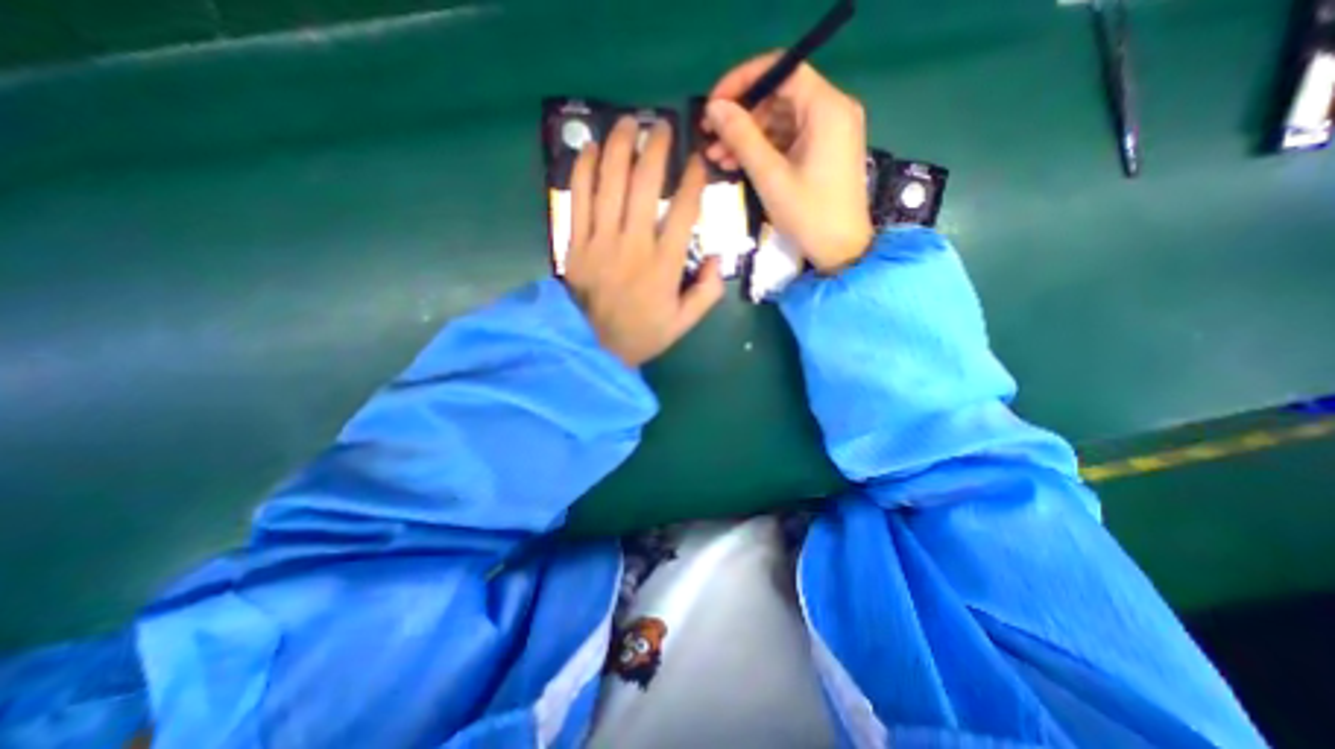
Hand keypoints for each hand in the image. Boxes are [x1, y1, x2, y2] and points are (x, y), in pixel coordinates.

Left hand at [566, 113, 725, 367]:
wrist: (594, 348)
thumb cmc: (643, 335)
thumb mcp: (684, 323)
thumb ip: (707, 292)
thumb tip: (718, 257)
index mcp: (664, 266)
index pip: (683, 212)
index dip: (692, 180)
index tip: (697, 160)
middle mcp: (633, 246)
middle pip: (644, 186)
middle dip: (655, 149)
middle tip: (661, 126)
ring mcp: (600, 243)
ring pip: (609, 184)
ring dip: (620, 147)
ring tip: (628, 122)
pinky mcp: (575, 245)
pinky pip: (578, 200)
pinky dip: (584, 170)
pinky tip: (592, 149)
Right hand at [701, 54, 877, 275]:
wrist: (841, 251)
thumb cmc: (809, 215)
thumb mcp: (770, 177)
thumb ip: (742, 138)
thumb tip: (714, 108)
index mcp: (826, 109)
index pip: (781, 71)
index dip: (743, 81)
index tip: (713, 103)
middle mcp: (832, 110)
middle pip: (779, 96)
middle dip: (741, 115)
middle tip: (710, 136)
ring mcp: (829, 132)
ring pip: (780, 119)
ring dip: (747, 136)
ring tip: (716, 156)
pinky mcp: (823, 151)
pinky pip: (788, 138)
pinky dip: (763, 149)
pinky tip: (737, 163)